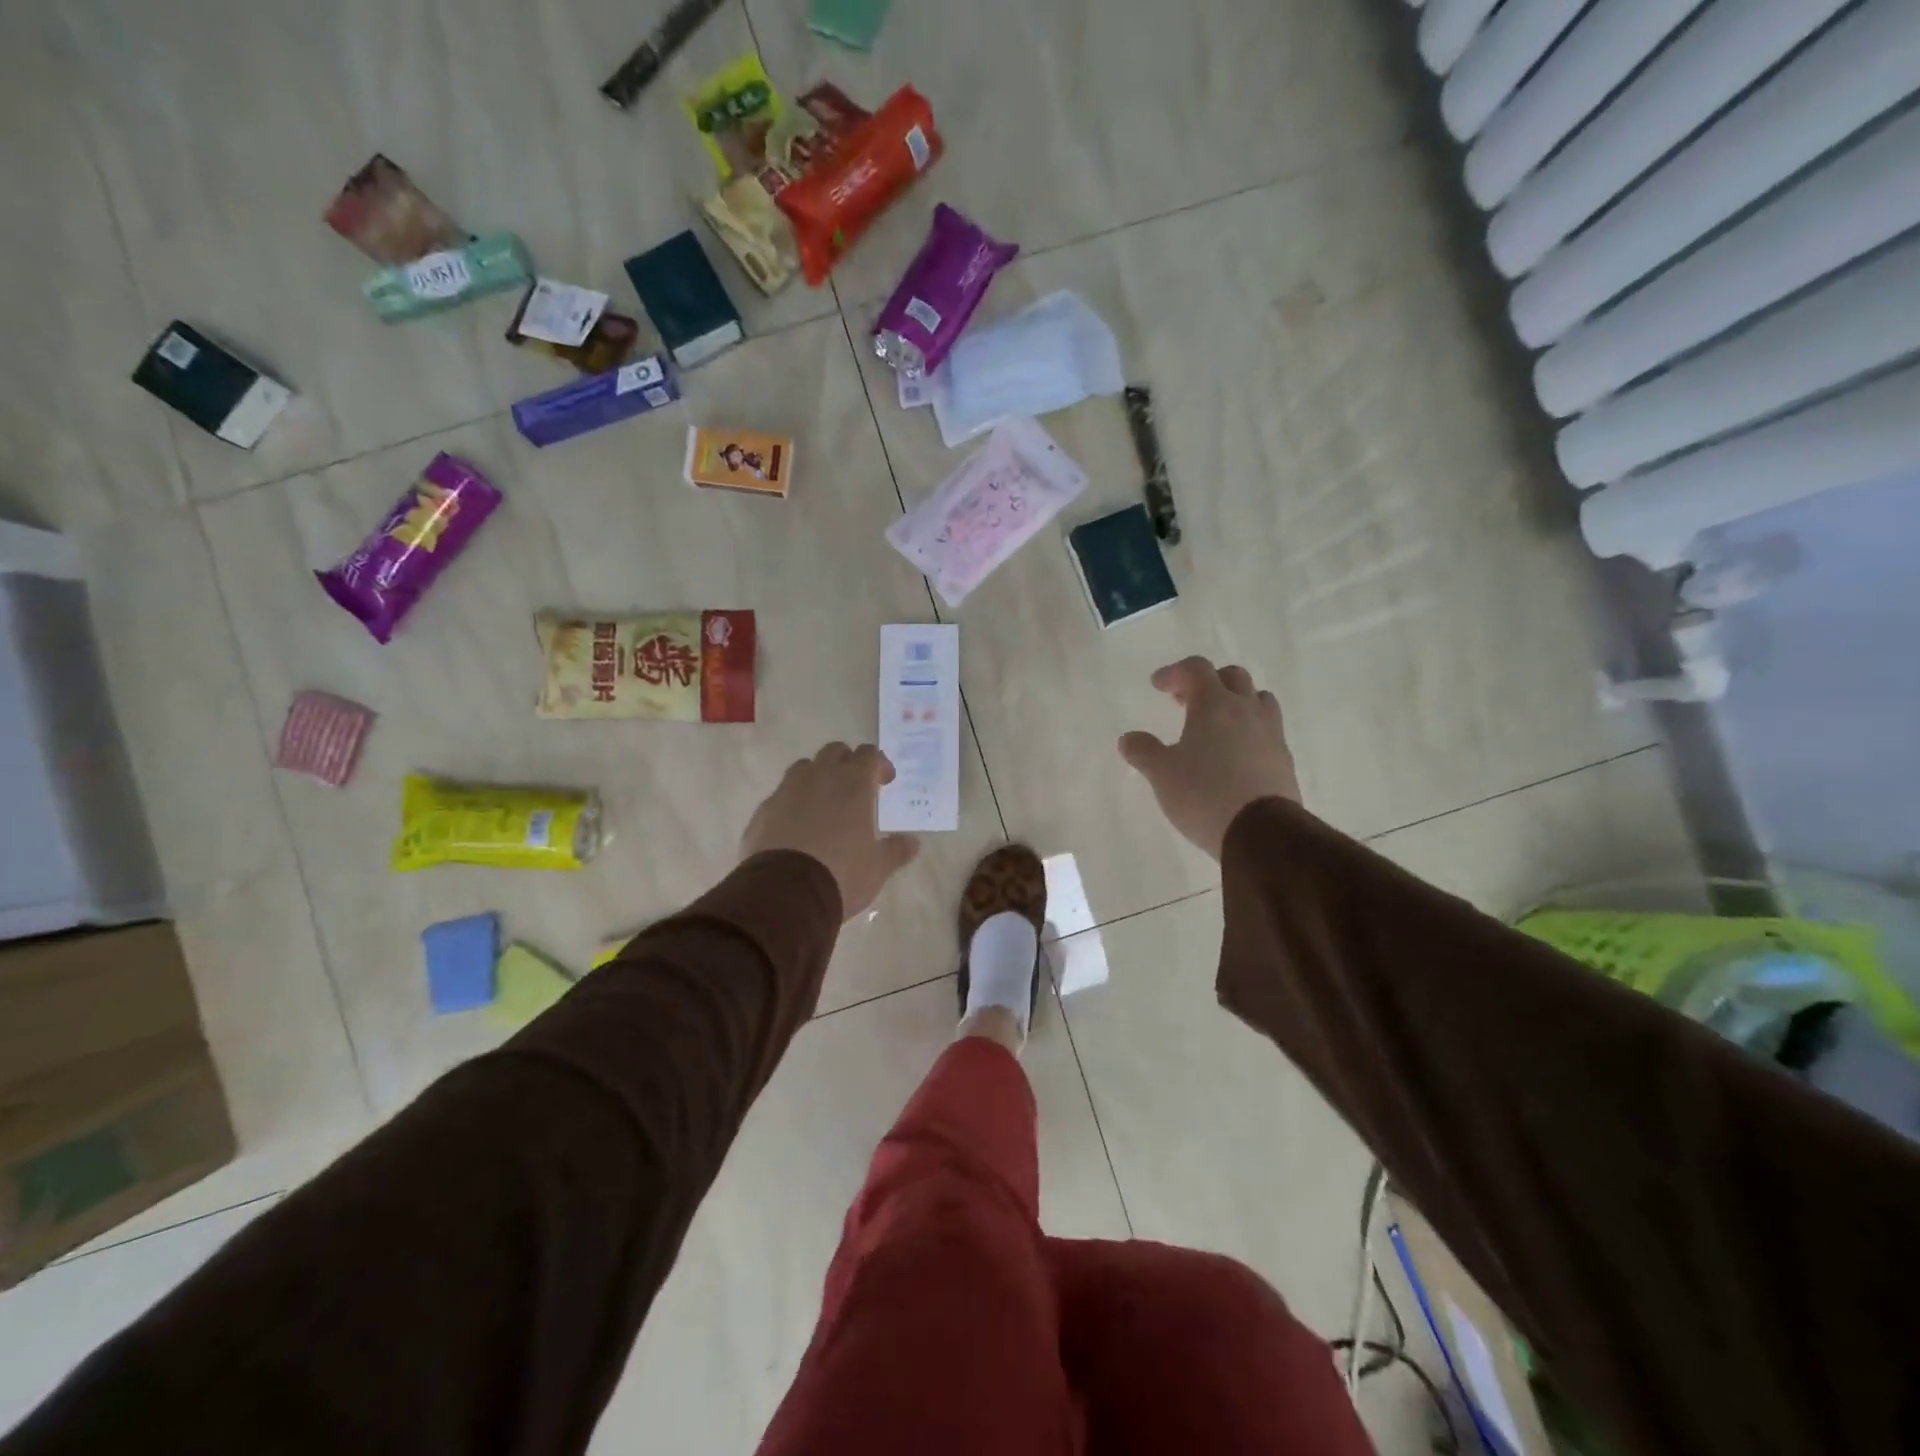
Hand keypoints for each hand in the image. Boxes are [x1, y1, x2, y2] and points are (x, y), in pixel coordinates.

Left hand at [741, 743, 919, 919]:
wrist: (784, 894)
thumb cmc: (841, 874)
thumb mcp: (878, 867)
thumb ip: (897, 850)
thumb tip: (913, 842)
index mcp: (853, 784)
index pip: (869, 754)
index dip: (879, 764)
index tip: (884, 782)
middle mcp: (820, 777)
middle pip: (835, 752)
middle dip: (847, 763)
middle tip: (855, 787)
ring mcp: (787, 791)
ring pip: (804, 768)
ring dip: (817, 777)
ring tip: (824, 803)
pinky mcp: (763, 811)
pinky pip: (781, 796)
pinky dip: (792, 803)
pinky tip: (796, 827)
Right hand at [1118, 657, 1300, 859]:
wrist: (1262, 832)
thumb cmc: (1204, 794)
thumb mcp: (1162, 774)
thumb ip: (1143, 751)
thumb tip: (1128, 738)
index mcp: (1214, 705)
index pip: (1197, 669)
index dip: (1175, 672)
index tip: (1158, 686)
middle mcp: (1246, 710)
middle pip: (1232, 677)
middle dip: (1207, 683)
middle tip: (1185, 702)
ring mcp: (1271, 733)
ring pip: (1257, 700)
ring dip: (1236, 702)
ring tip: (1217, 724)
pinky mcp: (1284, 759)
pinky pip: (1268, 730)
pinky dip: (1249, 730)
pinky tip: (1235, 754)